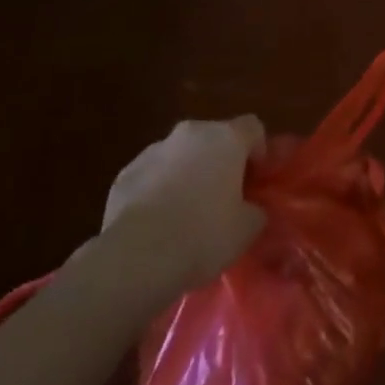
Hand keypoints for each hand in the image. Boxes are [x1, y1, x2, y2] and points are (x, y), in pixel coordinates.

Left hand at [100, 118, 265, 287]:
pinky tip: (157, 223)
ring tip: (186, 214)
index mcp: (226, 138)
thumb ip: (255, 210)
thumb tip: (250, 209)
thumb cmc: (203, 234)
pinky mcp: (125, 173)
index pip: (253, 127)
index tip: (256, 180)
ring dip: (188, 173)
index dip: (259, 150)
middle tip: (223, 197)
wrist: (137, 257)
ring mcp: (154, 150)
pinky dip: (158, 190)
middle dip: (220, 162)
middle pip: (214, 138)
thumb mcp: (247, 229)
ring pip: (181, 155)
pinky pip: (152, 175)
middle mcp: (191, 133)